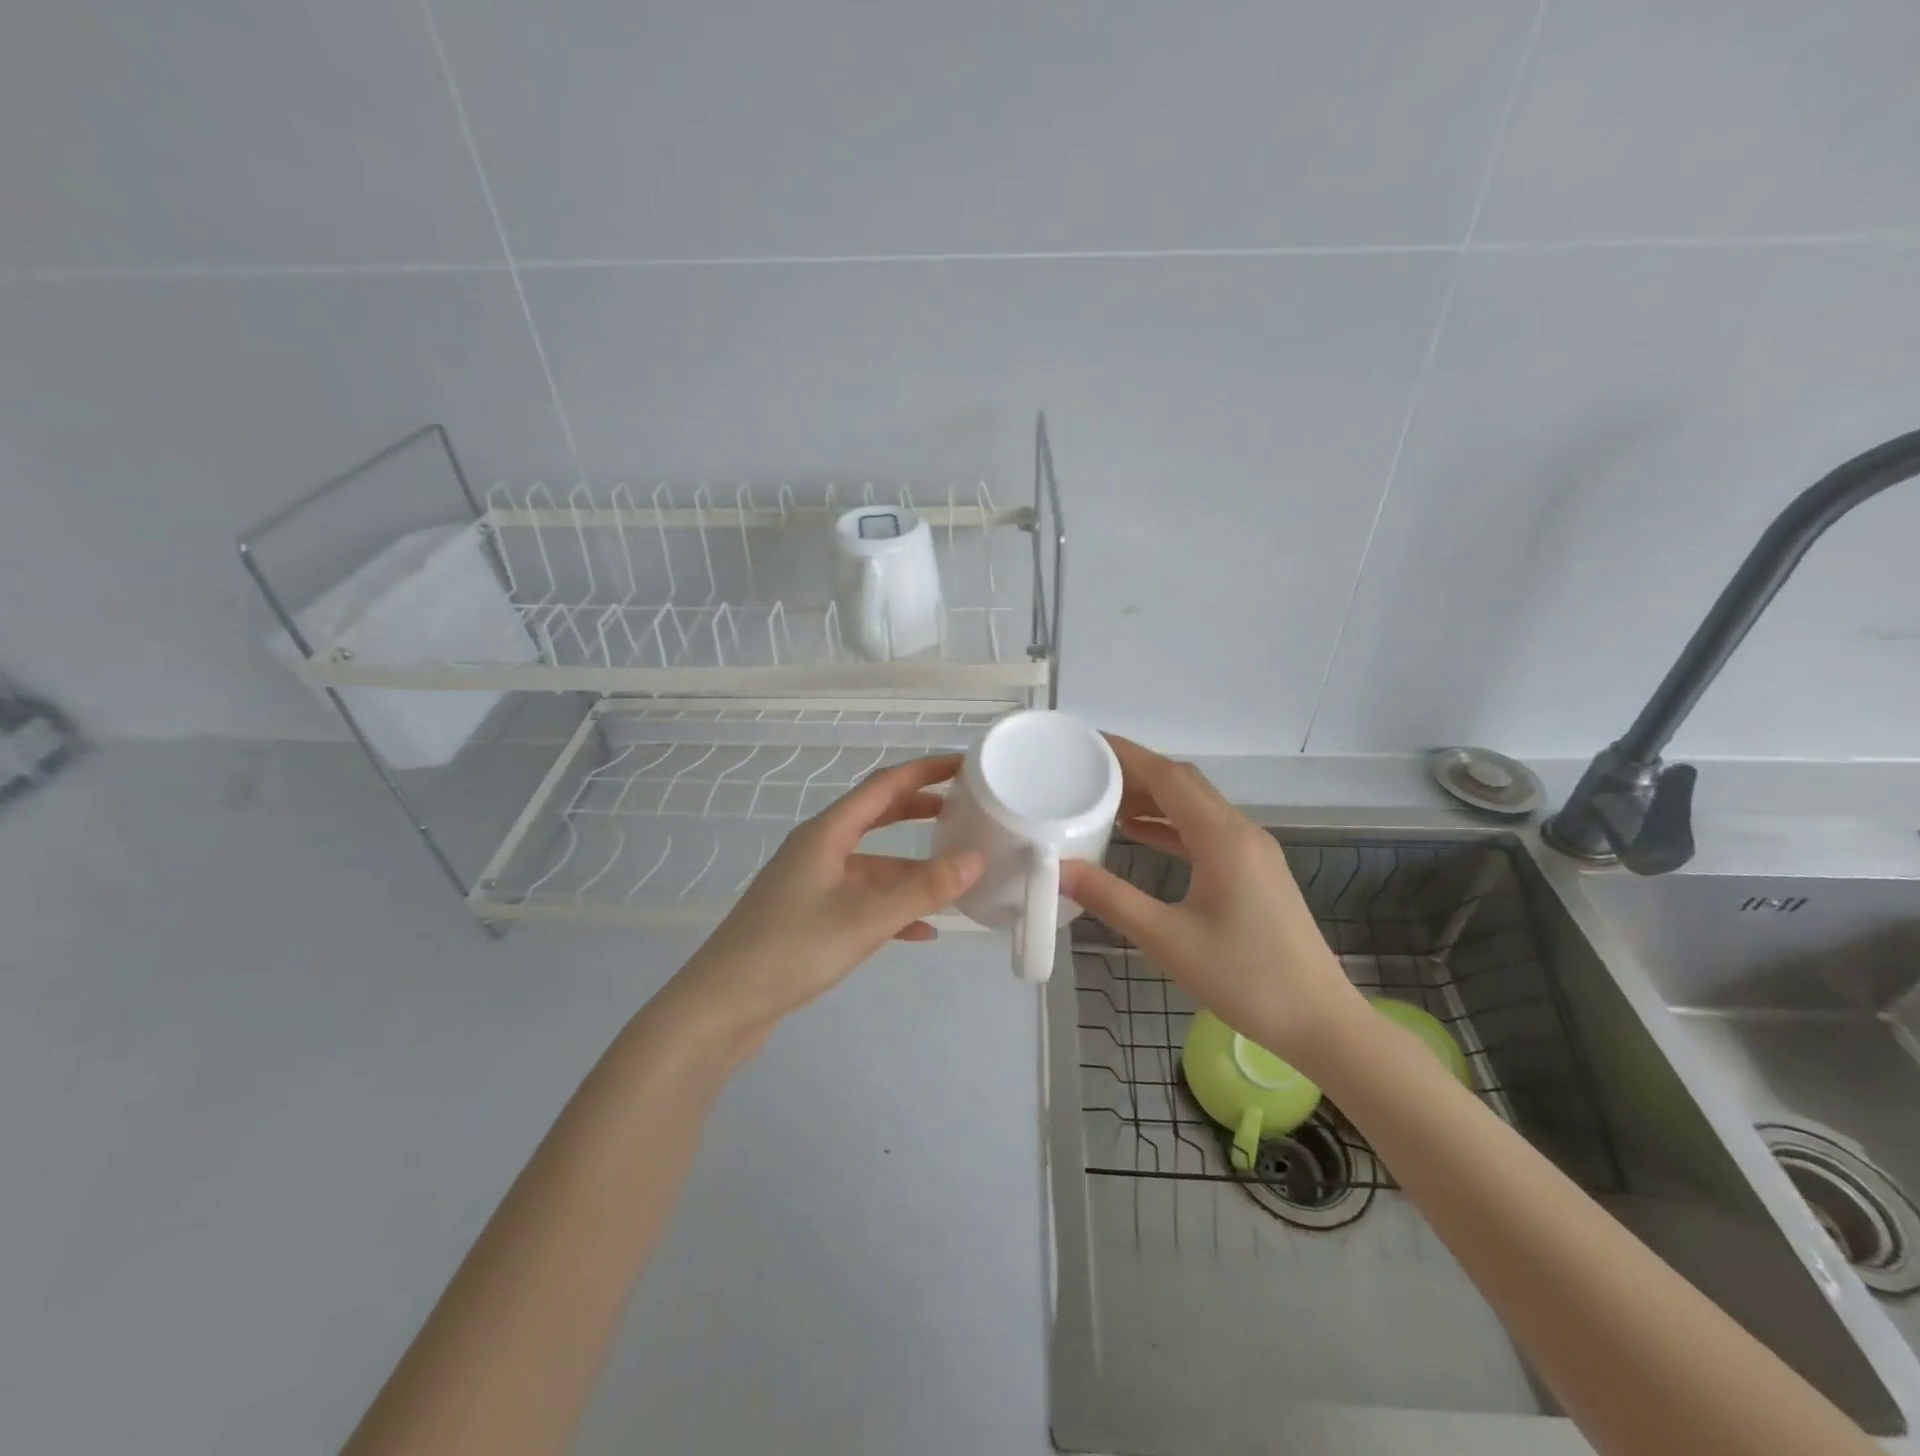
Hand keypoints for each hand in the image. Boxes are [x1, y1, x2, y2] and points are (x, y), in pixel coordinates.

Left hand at [665, 754, 984, 1059]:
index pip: (883, 786)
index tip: (964, 765)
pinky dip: (892, 906)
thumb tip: (976, 857)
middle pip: (876, 816)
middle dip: (919, 810)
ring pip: (872, 863)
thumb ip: (922, 889)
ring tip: (953, 873)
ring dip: (910, 867)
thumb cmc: (791, 951)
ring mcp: (811, 883)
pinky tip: (922, 931)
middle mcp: (818, 849)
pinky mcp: (808, 916)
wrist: (721, 1007)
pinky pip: (860, 899)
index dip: (924, 772)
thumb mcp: (865, 919)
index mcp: (826, 833)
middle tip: (963, 809)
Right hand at [1058, 737, 1364, 1067]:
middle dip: (1135, 773)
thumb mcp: (1168, 940)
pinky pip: (1206, 831)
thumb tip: (1060, 870)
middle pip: (1184, 784)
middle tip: (1086, 773)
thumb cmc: (1245, 978)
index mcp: (1222, 838)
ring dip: (1154, 798)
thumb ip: (1111, 899)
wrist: (1320, 1021)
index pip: (1169, 776)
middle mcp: (1241, 832)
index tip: (1087, 744)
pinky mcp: (1255, 871)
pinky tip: (1141, 834)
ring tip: (1104, 800)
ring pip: (1196, 806)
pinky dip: (1171, 825)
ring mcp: (1252, 851)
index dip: (1127, 756)